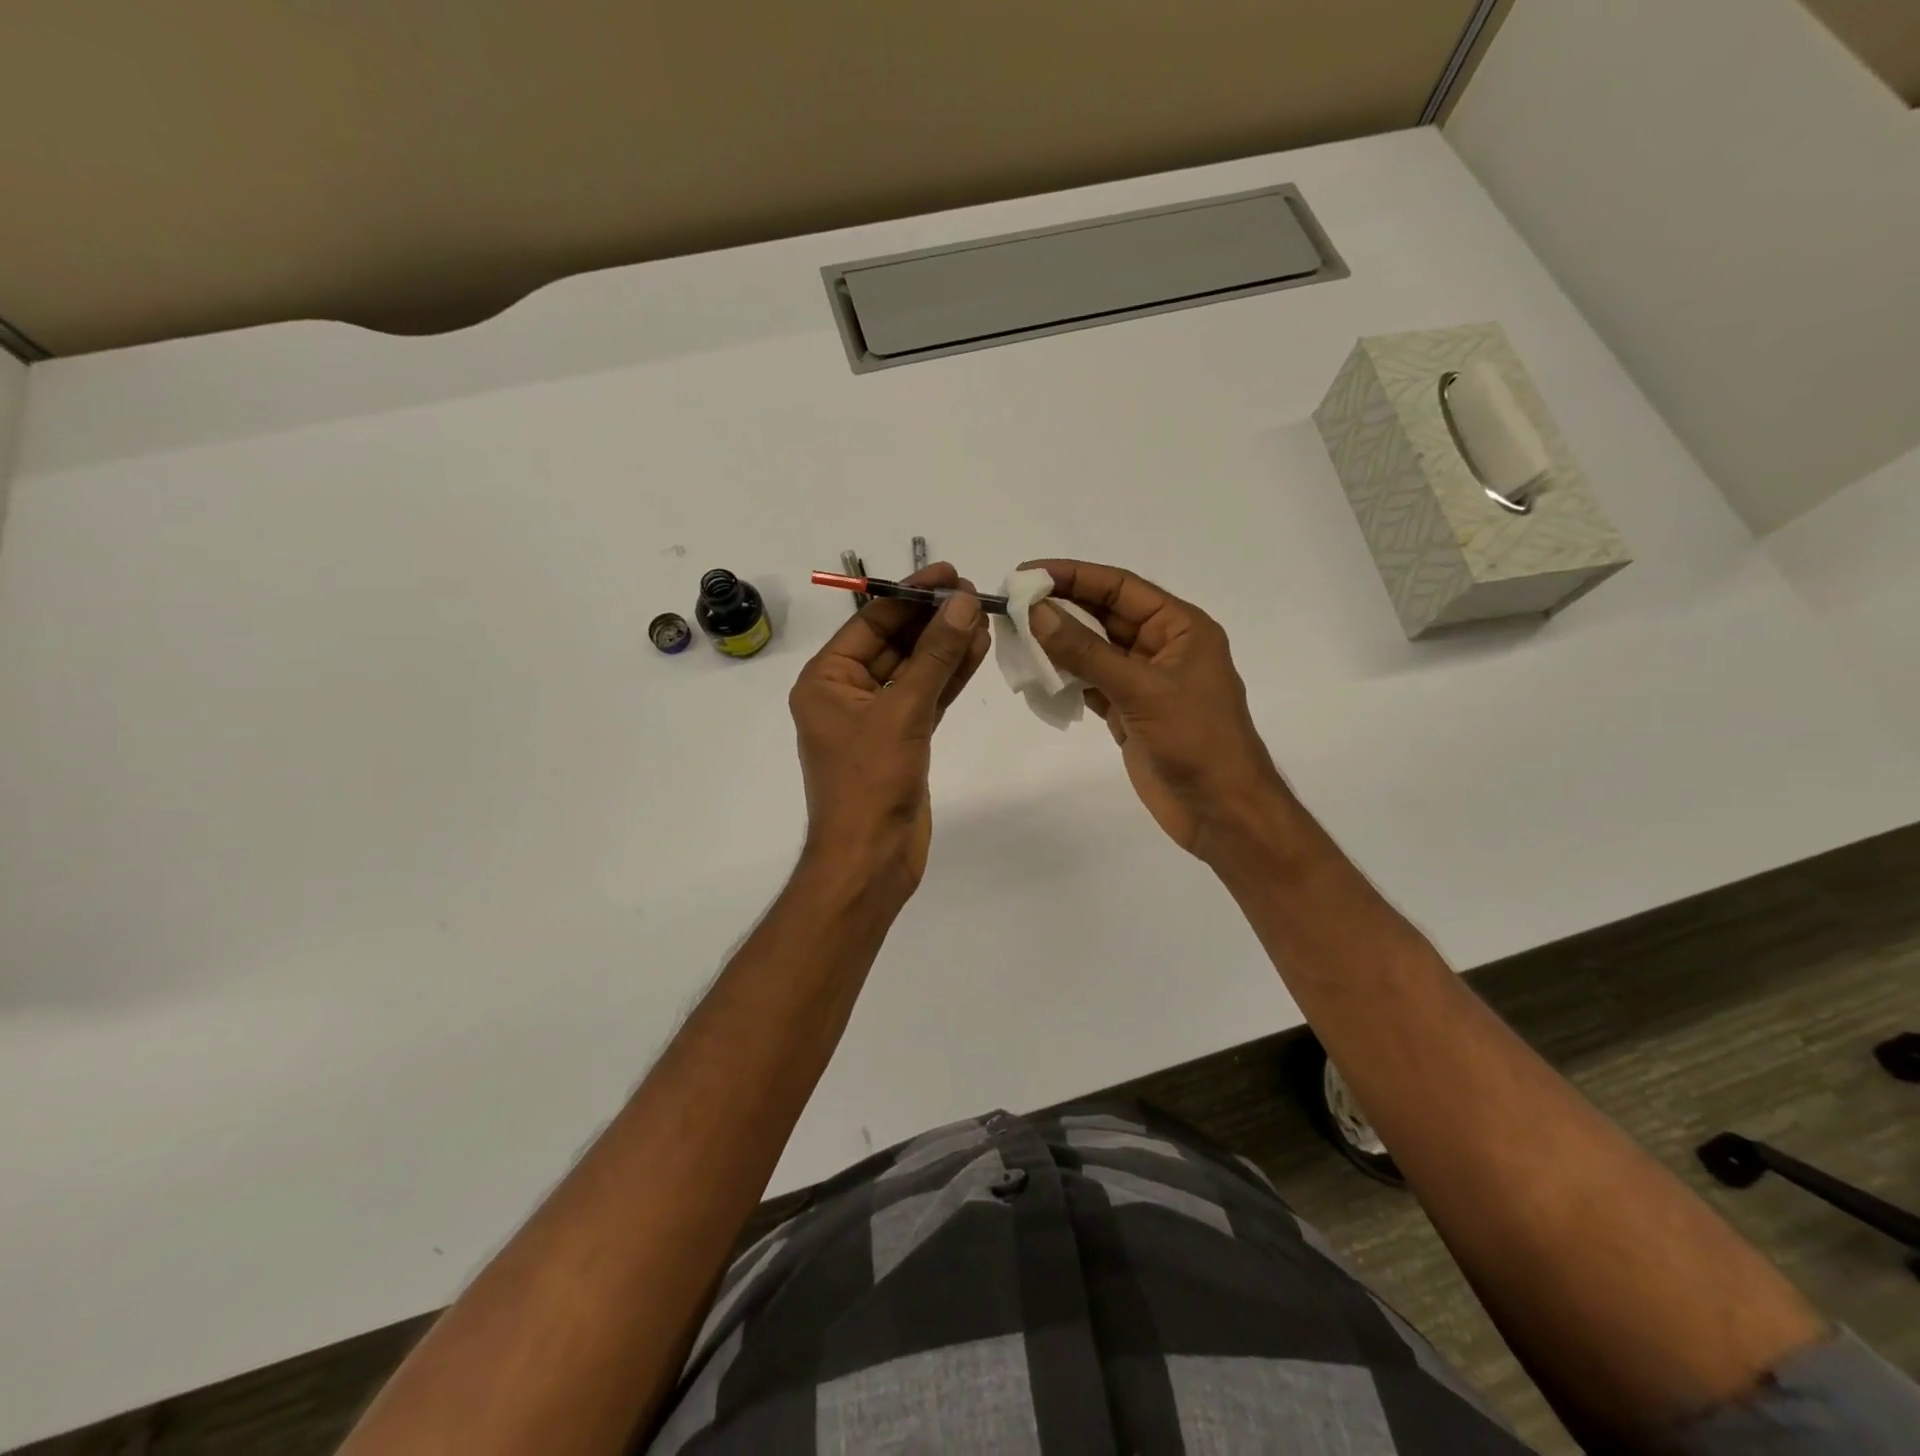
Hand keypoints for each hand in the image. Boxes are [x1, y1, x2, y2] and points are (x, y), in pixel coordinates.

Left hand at [789, 563, 990, 896]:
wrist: (870, 859)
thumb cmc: (871, 781)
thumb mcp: (902, 711)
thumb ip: (935, 656)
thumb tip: (964, 603)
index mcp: (826, 680)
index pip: (870, 622)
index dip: (910, 595)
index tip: (950, 574)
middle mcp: (847, 693)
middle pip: (894, 643)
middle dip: (933, 619)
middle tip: (975, 593)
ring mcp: (876, 718)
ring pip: (915, 670)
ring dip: (947, 646)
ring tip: (984, 615)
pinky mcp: (902, 740)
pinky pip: (927, 697)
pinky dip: (950, 677)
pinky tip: (977, 651)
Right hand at [1021, 559, 1286, 859]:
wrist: (1221, 811)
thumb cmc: (1195, 740)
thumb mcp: (1140, 689)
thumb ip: (1086, 652)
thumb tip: (1037, 612)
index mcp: (1180, 627)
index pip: (1120, 587)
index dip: (1074, 575)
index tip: (1028, 572)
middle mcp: (1161, 647)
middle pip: (1104, 615)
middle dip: (1061, 607)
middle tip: (1012, 603)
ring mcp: (1143, 681)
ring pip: (1093, 650)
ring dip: (1058, 642)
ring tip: (1014, 633)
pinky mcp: (1128, 712)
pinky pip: (1090, 683)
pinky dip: (1064, 678)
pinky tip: (1035, 672)